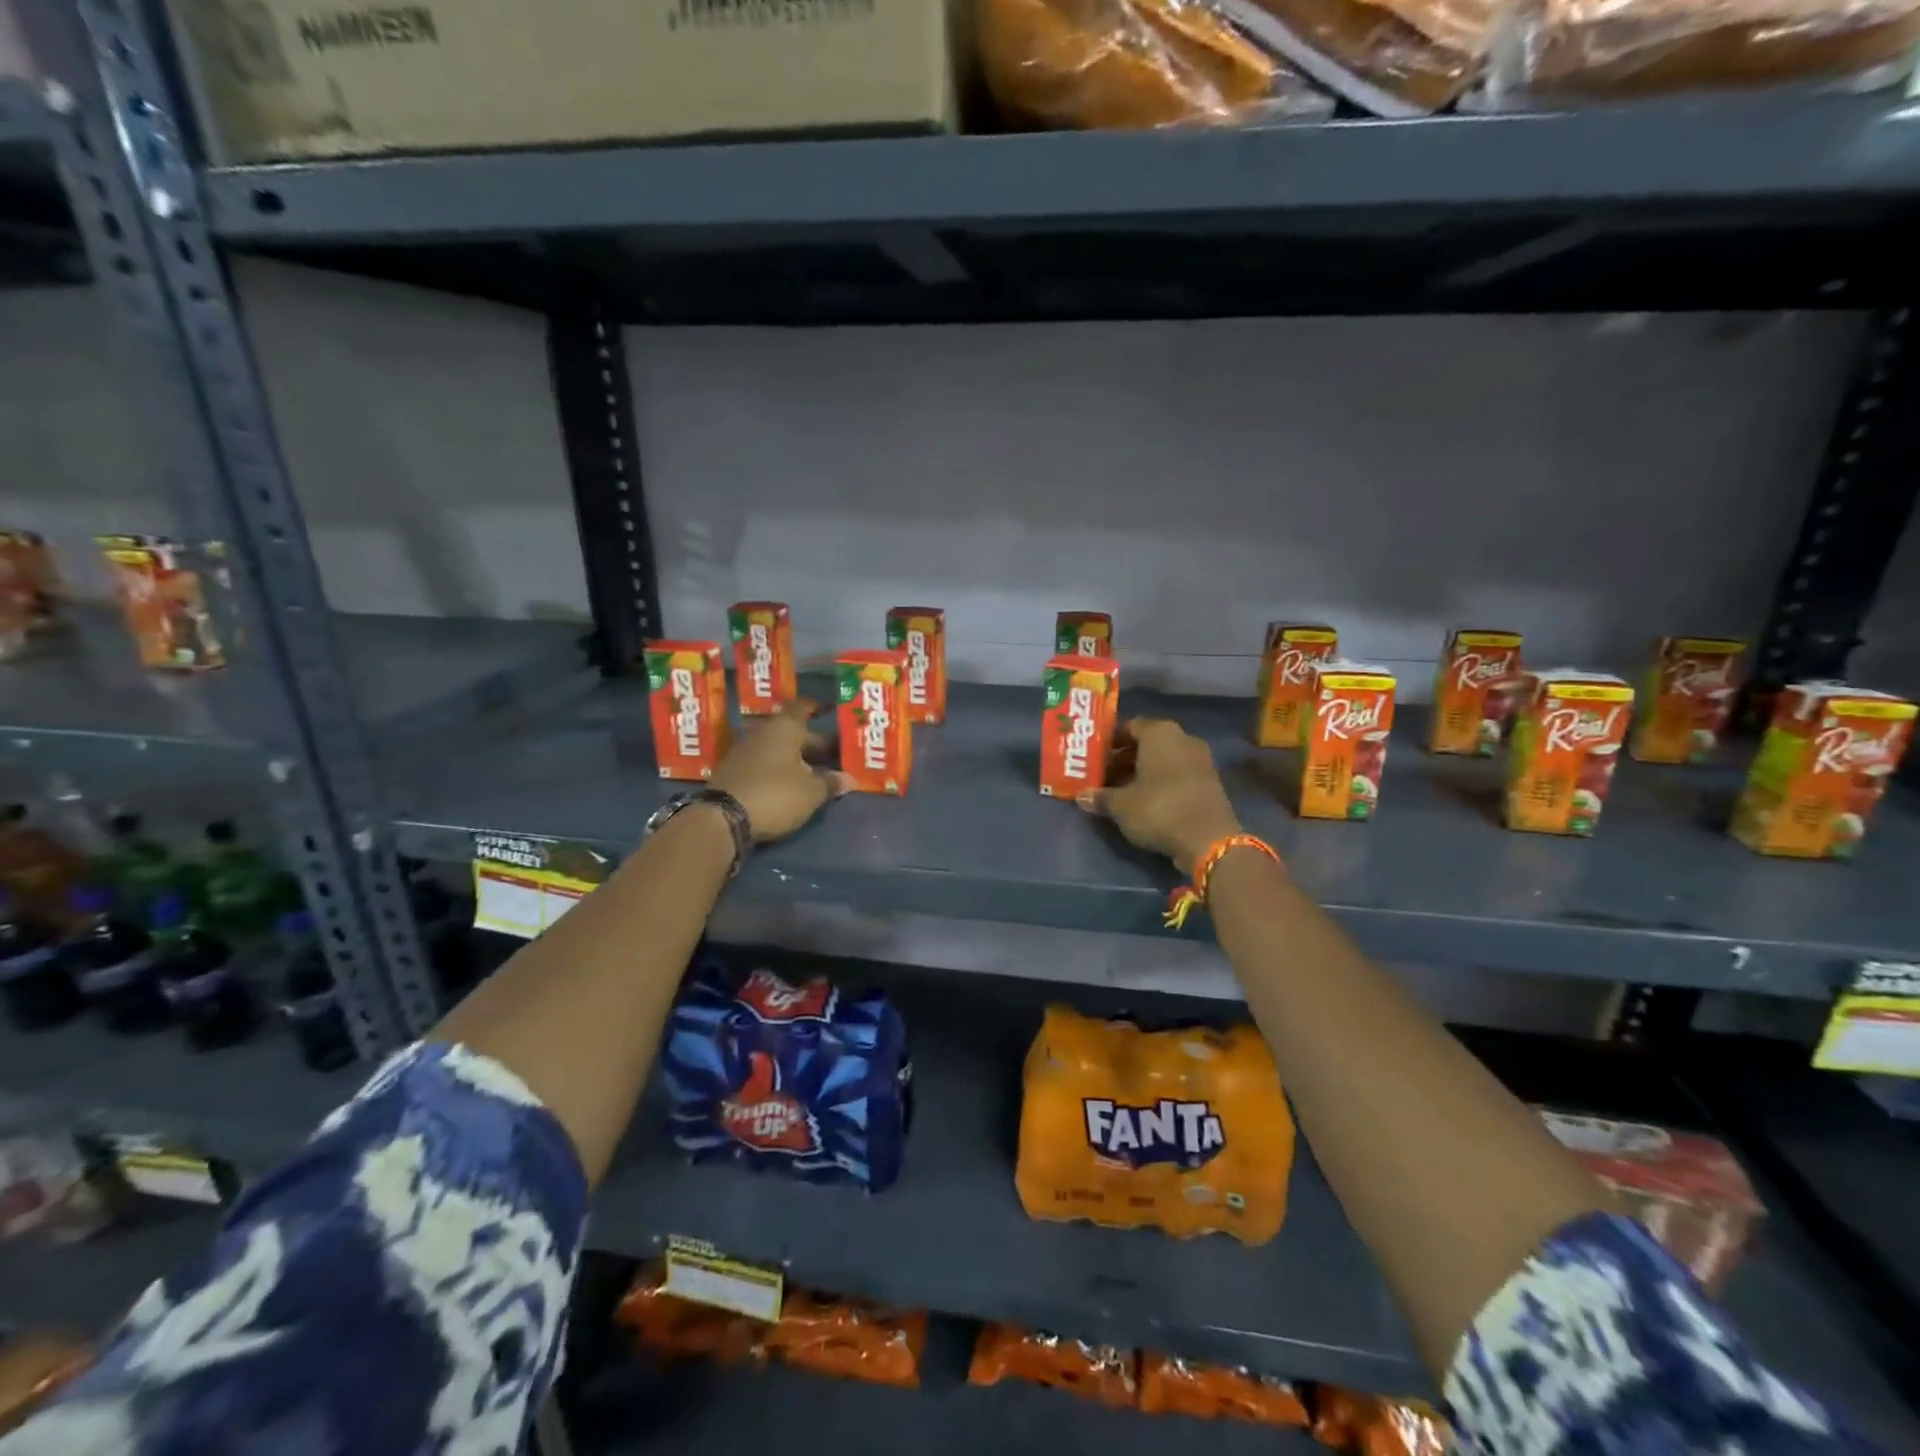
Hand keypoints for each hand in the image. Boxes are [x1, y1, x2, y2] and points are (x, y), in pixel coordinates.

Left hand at [710, 699, 847, 841]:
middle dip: (815, 743)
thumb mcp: (811, 792)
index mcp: (784, 728)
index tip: (830, 710)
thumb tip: (848, 779)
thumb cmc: (775, 795)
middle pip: (794, 732)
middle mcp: (763, 733)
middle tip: (837, 753)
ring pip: (779, 748)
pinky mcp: (735, 772)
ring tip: (819, 770)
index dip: (817, 708)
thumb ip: (830, 783)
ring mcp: (745, 752)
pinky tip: (793, 783)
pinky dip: (781, 769)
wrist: (722, 818)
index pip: (803, 707)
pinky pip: (765, 763)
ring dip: (798, 758)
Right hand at [1078, 717, 1242, 874]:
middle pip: (1147, 743)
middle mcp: (1183, 739)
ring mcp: (1200, 760)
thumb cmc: (1158, 809)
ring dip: (1142, 773)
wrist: (1208, 839)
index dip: (1110, 741)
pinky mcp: (1210, 783)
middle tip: (1103, 775)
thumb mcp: (1121, 805)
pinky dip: (1161, 784)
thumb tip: (1081, 795)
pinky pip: (1177, 775)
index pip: (1129, 726)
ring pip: (1163, 760)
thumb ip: (1100, 796)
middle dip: (1124, 759)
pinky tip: (1144, 802)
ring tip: (1119, 791)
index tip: (1094, 756)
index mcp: (1160, 733)